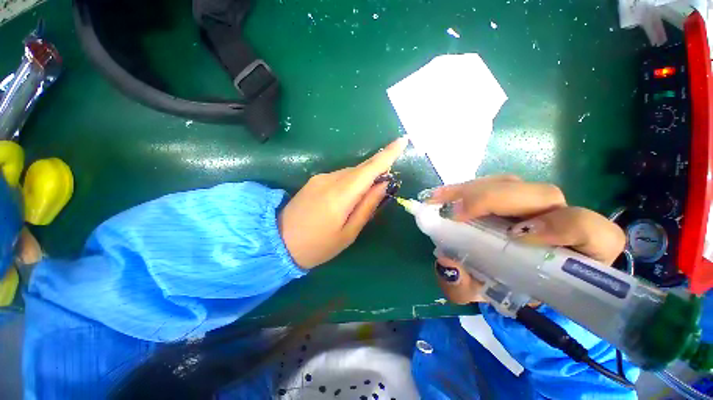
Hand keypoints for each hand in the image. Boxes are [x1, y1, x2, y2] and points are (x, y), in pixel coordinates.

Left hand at [279, 137, 407, 268]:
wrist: (278, 243)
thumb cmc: (318, 246)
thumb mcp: (348, 233)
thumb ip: (367, 206)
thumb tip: (382, 185)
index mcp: (340, 195)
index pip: (368, 169)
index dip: (387, 155)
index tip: (402, 141)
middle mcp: (329, 180)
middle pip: (360, 169)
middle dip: (375, 172)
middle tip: (384, 186)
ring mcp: (319, 178)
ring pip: (349, 172)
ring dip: (362, 179)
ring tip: (363, 198)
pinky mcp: (313, 181)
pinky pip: (339, 176)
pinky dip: (350, 182)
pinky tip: (347, 197)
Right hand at [427, 175, 625, 304]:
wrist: (500, 277)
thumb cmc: (503, 290)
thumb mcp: (482, 295)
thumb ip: (465, 287)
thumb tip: (447, 262)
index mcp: (572, 255)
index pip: (591, 232)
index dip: (561, 227)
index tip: (514, 236)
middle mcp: (557, 221)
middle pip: (543, 195)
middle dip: (495, 199)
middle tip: (454, 212)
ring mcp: (529, 204)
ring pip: (514, 183)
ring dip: (475, 190)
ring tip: (443, 200)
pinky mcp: (508, 196)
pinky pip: (494, 184)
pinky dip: (468, 188)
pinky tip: (447, 196)